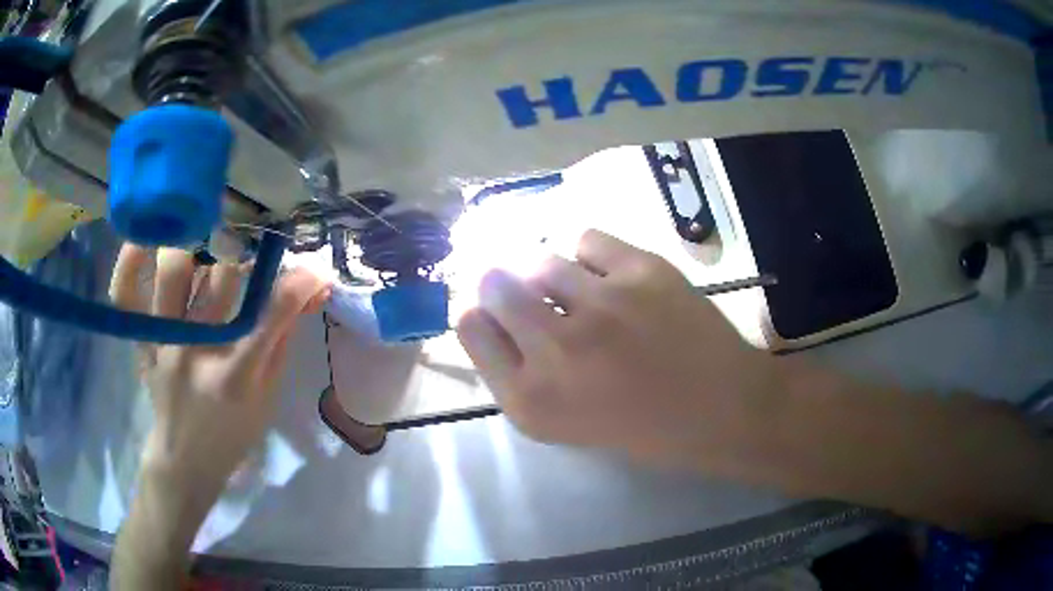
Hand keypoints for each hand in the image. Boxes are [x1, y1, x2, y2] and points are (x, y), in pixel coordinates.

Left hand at [110, 246, 329, 512]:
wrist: (184, 459)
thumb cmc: (233, 433)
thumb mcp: (268, 396)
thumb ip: (282, 340)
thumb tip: (308, 290)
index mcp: (236, 375)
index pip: (272, 313)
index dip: (299, 283)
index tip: (314, 269)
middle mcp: (196, 351)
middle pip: (221, 275)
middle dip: (245, 256)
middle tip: (249, 256)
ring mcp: (162, 343)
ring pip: (173, 270)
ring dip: (195, 246)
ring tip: (204, 241)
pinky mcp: (140, 341)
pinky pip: (124, 293)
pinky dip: (129, 263)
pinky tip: (143, 241)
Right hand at [456, 230, 782, 469]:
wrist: (721, 408)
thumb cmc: (642, 428)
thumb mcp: (563, 423)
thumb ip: (519, 375)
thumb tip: (495, 315)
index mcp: (531, 399)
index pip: (470, 329)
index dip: (480, 314)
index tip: (495, 314)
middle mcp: (556, 349)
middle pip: (494, 284)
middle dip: (503, 285)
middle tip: (527, 292)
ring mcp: (602, 305)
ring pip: (540, 260)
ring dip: (550, 274)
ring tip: (579, 291)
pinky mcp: (642, 272)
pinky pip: (587, 240)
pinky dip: (589, 255)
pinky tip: (610, 277)